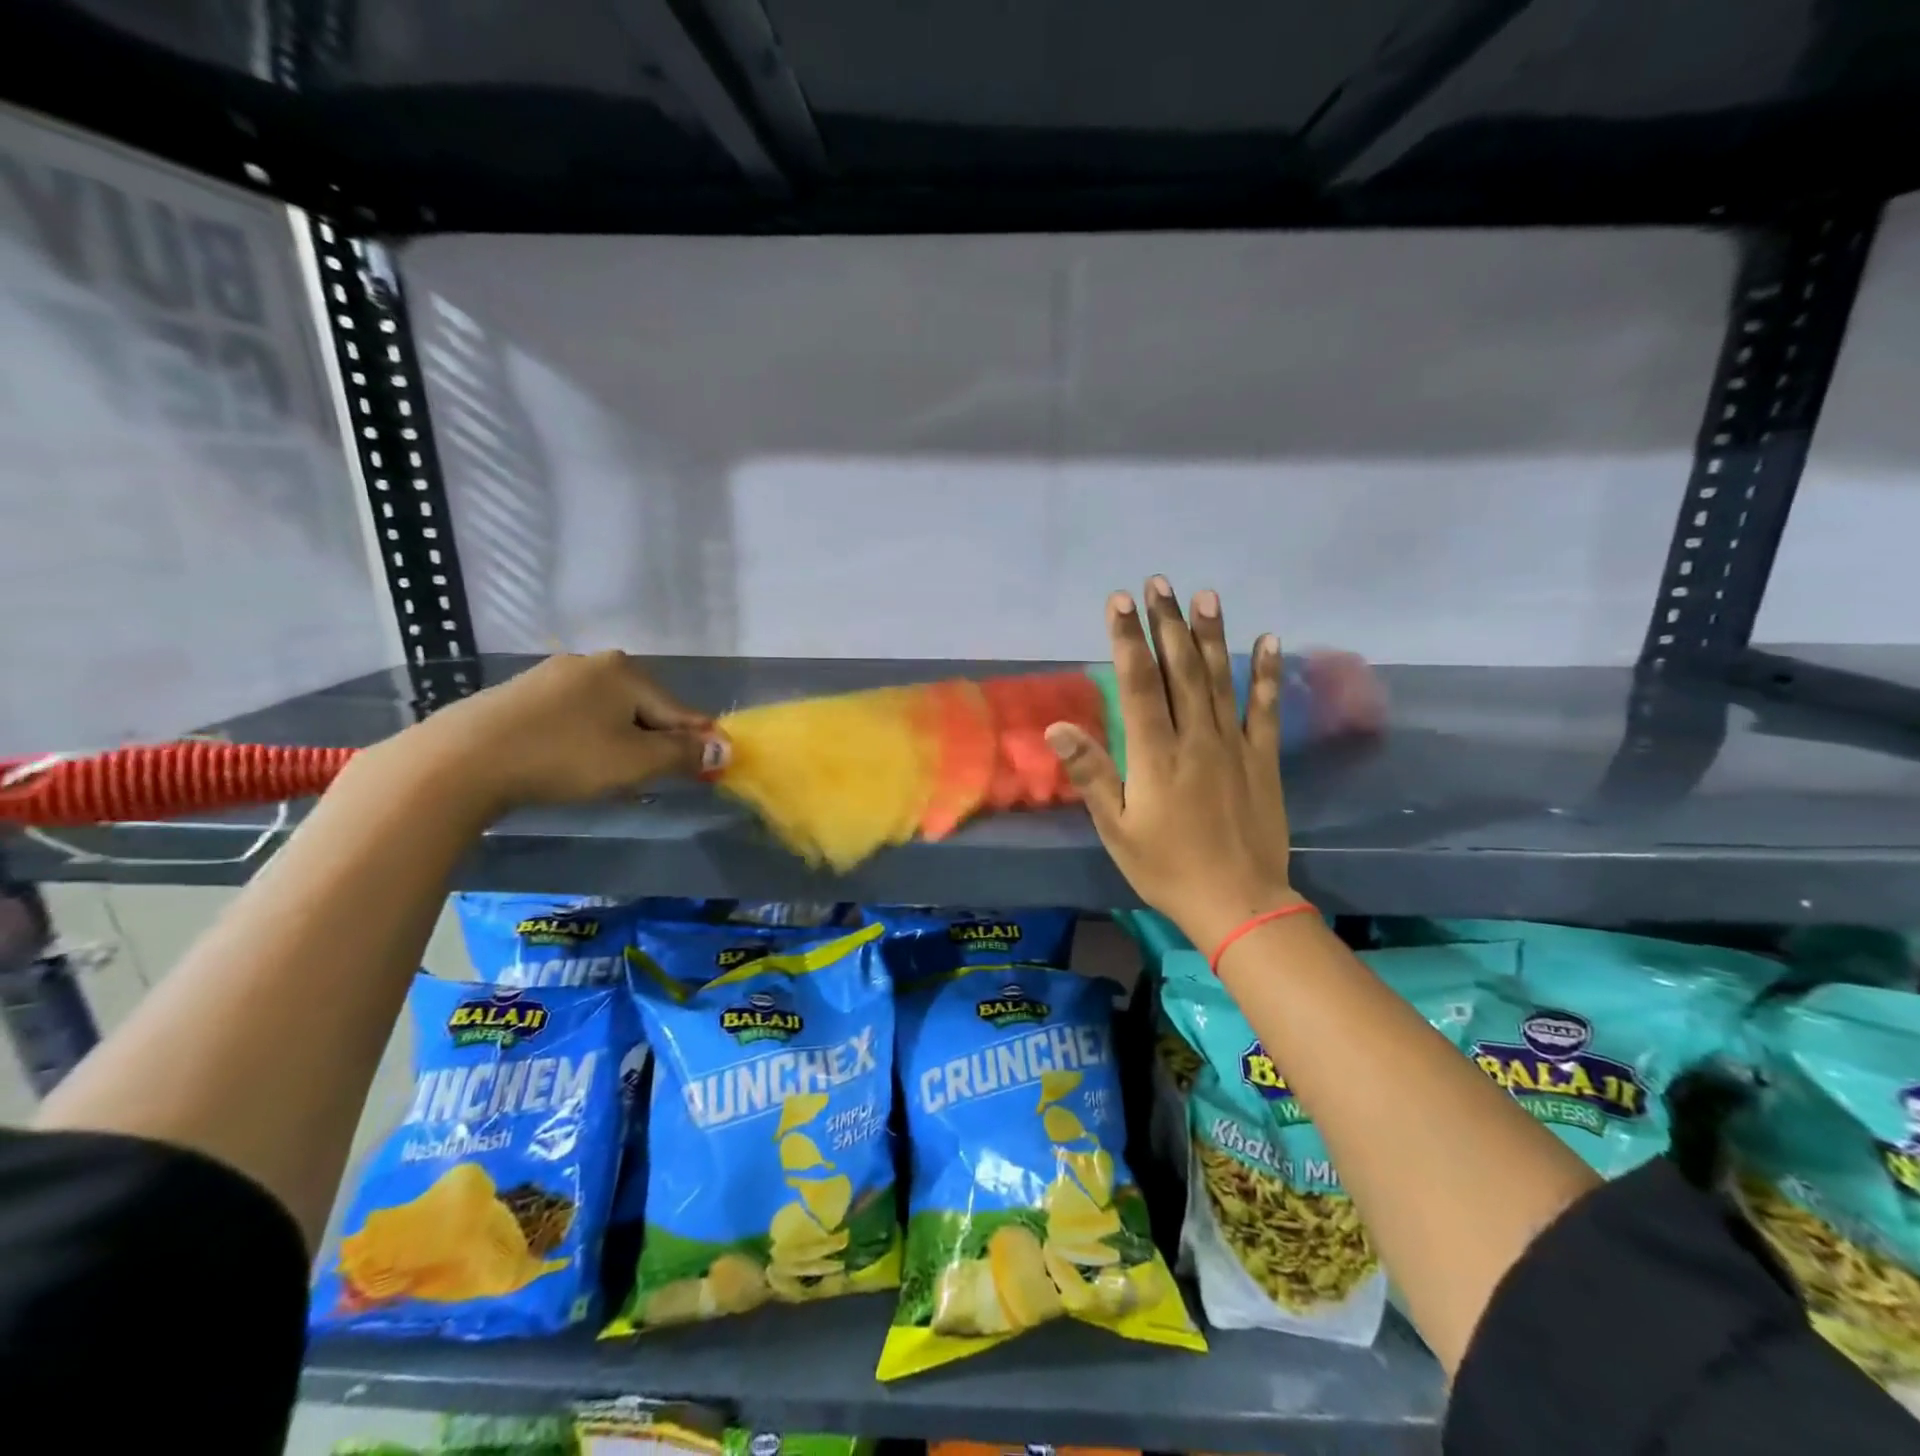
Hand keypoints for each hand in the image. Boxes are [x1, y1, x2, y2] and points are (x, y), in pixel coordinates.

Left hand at [399, 651, 726, 815]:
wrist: (462, 760)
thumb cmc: (565, 757)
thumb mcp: (636, 762)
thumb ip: (684, 754)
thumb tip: (725, 749)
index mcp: (627, 671)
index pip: (681, 711)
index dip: (699, 744)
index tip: (710, 772)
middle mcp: (594, 663)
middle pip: (644, 710)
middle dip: (655, 745)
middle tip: (651, 782)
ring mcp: (553, 675)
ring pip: (609, 715)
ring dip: (621, 745)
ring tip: (611, 780)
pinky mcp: (522, 694)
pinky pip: (575, 717)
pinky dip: (587, 741)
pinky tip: (573, 764)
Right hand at [1047, 578, 1301, 954]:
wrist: (1237, 902)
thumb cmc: (1165, 868)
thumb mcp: (1115, 828)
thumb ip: (1090, 774)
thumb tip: (1056, 727)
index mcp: (1155, 754)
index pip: (1139, 683)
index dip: (1128, 639)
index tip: (1120, 601)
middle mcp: (1195, 738)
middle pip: (1180, 669)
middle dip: (1166, 623)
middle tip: (1158, 582)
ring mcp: (1233, 745)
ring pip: (1219, 678)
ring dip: (1210, 634)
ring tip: (1204, 595)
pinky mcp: (1262, 758)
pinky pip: (1265, 708)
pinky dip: (1265, 673)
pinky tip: (1267, 640)